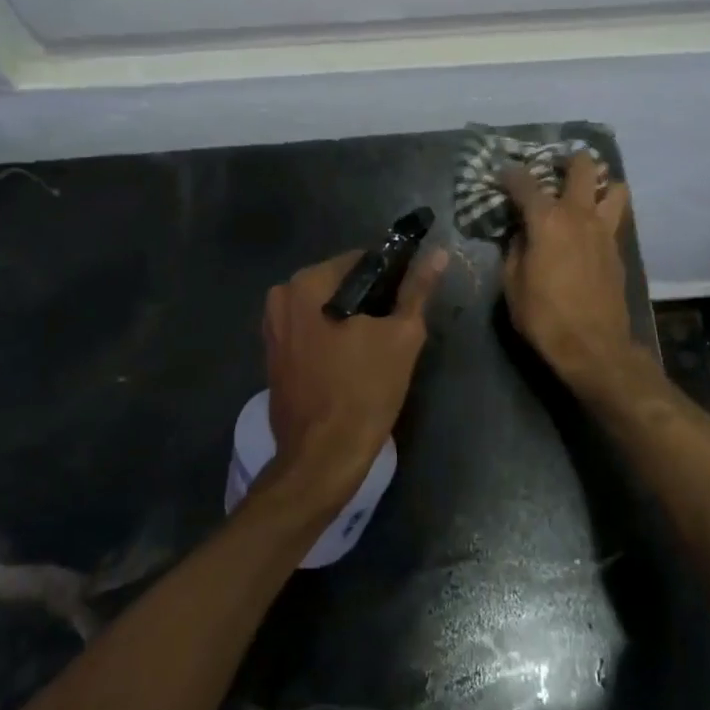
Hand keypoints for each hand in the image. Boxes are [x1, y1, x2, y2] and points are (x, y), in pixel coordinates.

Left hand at [260, 247, 448, 518]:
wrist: (323, 455)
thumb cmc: (365, 390)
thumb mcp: (402, 336)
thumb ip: (417, 290)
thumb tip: (438, 254)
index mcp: (308, 283)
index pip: (360, 260)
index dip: (390, 277)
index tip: (405, 302)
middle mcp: (281, 296)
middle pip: (339, 284)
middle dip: (368, 300)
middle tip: (393, 329)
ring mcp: (272, 326)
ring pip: (324, 308)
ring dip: (349, 319)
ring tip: (375, 349)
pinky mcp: (272, 354)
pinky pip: (309, 330)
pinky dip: (330, 337)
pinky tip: (350, 361)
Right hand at [501, 153, 638, 390]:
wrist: (592, 347)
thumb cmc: (543, 316)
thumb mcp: (512, 284)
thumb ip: (514, 250)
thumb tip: (520, 234)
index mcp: (547, 220)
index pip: (525, 182)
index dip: (510, 174)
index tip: (501, 174)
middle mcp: (579, 215)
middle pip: (583, 167)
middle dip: (568, 159)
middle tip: (554, 167)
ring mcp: (604, 230)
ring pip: (614, 188)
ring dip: (599, 183)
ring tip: (583, 194)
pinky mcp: (618, 250)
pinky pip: (615, 217)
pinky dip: (603, 213)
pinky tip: (588, 229)